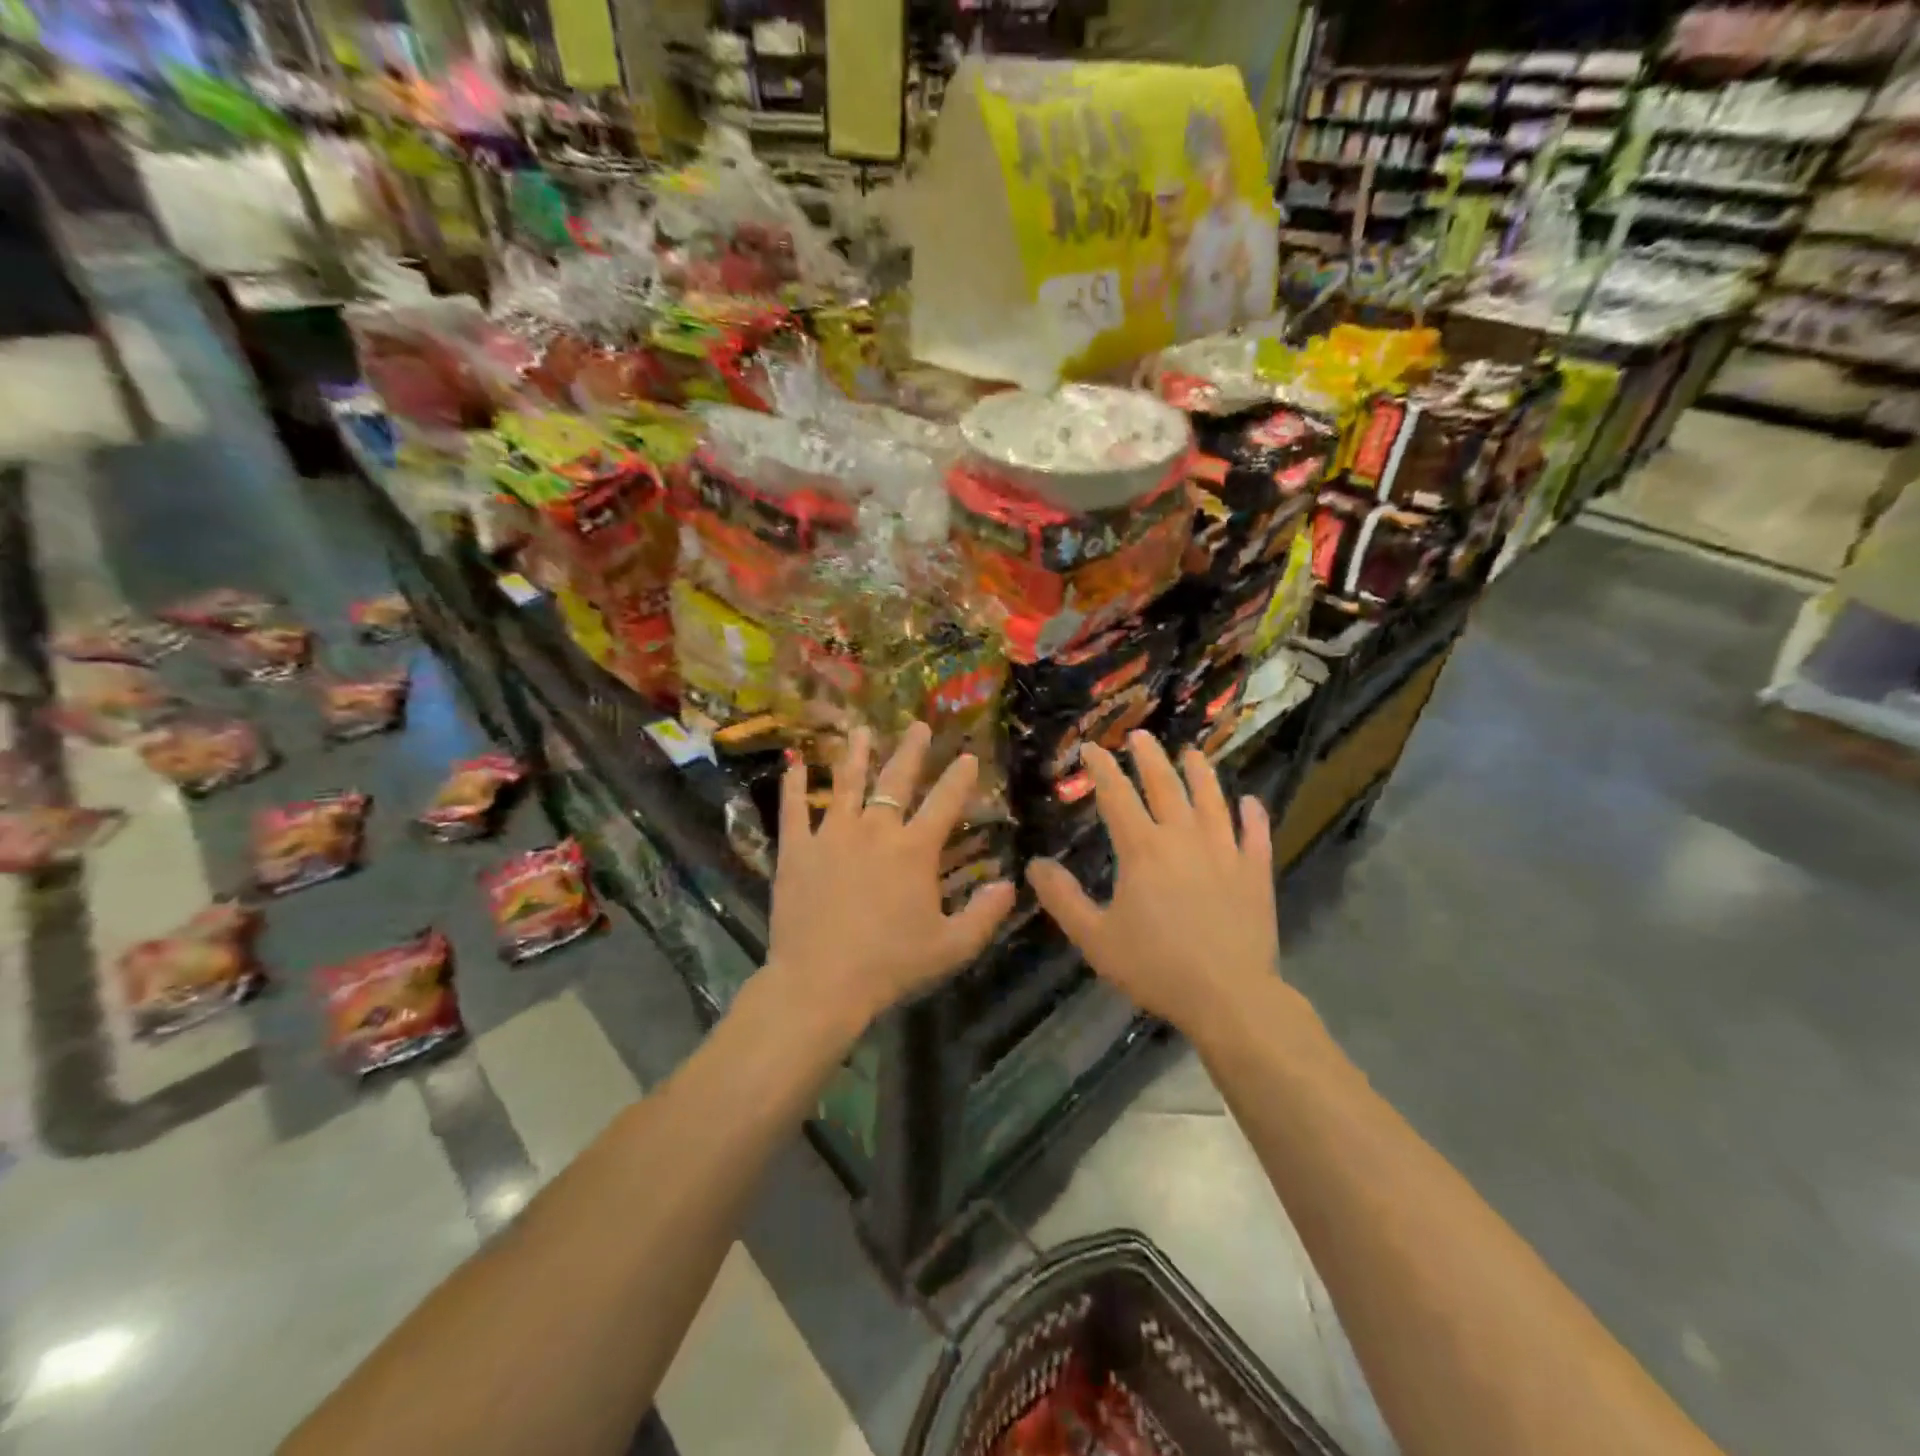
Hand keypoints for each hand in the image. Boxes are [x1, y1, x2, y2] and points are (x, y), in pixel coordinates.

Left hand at [766, 723, 1014, 1031]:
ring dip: (856, 755)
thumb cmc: (890, 964)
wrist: (821, 982)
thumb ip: (985, 914)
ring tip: (860, 731)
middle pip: (896, 780)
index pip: (945, 802)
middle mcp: (875, 830)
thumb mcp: (951, 947)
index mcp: (914, 850)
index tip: (969, 756)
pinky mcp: (797, 849)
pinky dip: (794, 786)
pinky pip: (794, 809)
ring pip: (846, 784)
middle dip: (911, 751)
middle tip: (918, 726)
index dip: (960, 778)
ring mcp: (832, 835)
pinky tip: (794, 764)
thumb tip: (1009, 884)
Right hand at [1028, 732, 1278, 1041]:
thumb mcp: (1095, 938)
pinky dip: (1252, 815)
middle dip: (1149, 757)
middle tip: (1140, 735)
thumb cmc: (1156, 966)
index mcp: (1142, 849)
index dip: (1102, 769)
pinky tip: (1250, 802)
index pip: (1117, 796)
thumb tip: (1035, 865)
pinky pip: (1255, 835)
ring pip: (1211, 800)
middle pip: (1165, 785)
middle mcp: (1183, 838)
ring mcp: (1224, 852)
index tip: (1092, 747)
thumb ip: (1063, 899)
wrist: (1228, 996)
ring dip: (1200, 773)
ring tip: (1192, 753)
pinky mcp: (1255, 872)